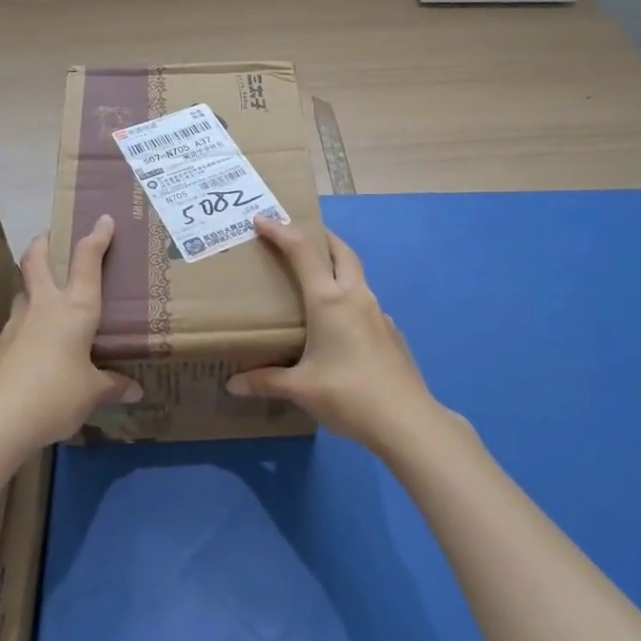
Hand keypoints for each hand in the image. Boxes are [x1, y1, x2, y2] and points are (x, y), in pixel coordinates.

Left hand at [0, 215, 141, 447]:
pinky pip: (16, 325)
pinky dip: (26, 325)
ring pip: (23, 291)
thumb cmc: (56, 394)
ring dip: (32, 284)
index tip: (103, 219)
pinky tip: (34, 345)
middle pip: (36, 261)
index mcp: (75, 309)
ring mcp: (16, 324)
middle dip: (43, 243)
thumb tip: (134, 390)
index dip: (96, 237)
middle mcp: (44, 306)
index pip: (87, 261)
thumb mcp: (92, 393)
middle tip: (48, 235)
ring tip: (44, 295)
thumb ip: (112, 386)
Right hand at [227, 214, 445, 450]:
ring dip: (338, 266)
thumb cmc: (348, 395)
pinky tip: (341, 324)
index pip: (303, 253)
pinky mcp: (392, 333)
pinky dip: (350, 297)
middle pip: (341, 252)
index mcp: (330, 301)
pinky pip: (366, 303)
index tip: (263, 220)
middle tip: (299, 236)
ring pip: (357, 275)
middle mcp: (356, 298)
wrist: (408, 420)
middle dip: (320, 237)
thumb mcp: (301, 389)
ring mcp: (379, 313)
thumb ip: (266, 382)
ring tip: (318, 279)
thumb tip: (233, 385)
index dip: (282, 232)